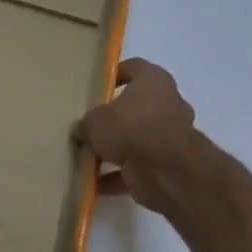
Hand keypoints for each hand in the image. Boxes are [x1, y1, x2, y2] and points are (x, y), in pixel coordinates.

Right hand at [74, 58, 200, 215]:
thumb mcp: (95, 120)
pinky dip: (117, 176)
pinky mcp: (167, 165)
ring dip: (115, 149)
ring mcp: (169, 136)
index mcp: (154, 81)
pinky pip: (136, 168)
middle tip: (89, 123)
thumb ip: (87, 123)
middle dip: (114, 117)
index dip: (114, 74)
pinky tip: (93, 183)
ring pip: (137, 139)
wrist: (165, 170)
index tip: (96, 85)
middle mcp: (167, 104)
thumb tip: (81, 130)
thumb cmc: (130, 127)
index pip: (134, 68)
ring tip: (87, 155)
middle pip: (136, 106)